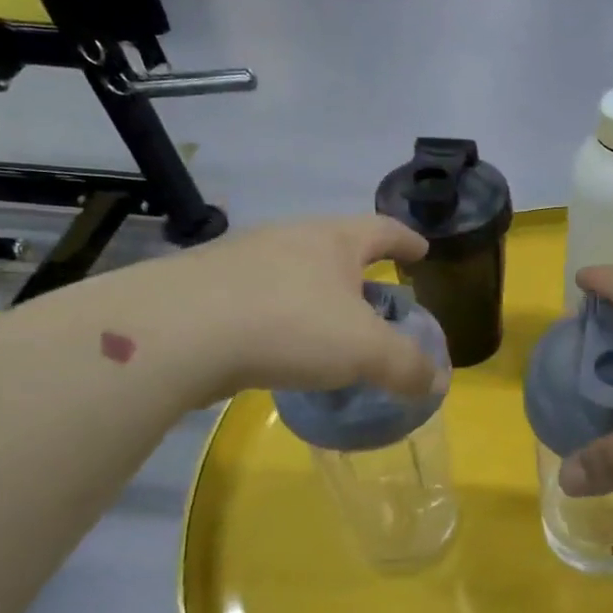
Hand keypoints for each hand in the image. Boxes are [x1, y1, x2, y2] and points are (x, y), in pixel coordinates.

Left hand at [97, 216, 439, 404]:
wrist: (177, 332)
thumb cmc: (289, 325)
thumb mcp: (365, 350)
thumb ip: (406, 366)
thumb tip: (435, 382)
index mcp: (332, 240)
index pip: (382, 229)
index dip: (406, 240)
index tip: (422, 250)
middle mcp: (289, 239)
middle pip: (335, 246)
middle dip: (359, 270)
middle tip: (378, 296)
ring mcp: (242, 261)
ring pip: (294, 273)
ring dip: (316, 296)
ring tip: (329, 328)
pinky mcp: (207, 290)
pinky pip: (259, 300)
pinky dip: (280, 319)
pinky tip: (279, 347)